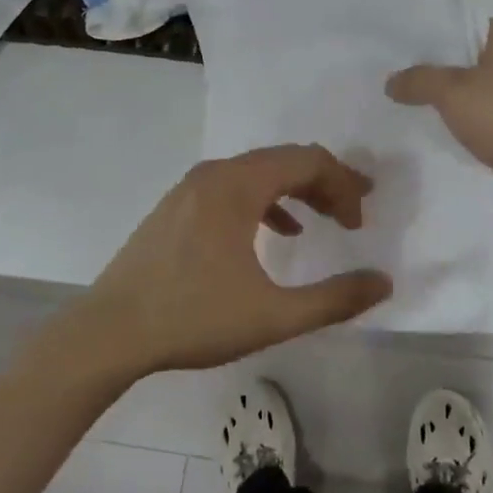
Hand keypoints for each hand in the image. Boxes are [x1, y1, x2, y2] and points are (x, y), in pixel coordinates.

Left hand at [85, 145, 392, 373]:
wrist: (109, 332)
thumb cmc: (193, 318)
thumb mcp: (272, 315)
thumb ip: (334, 299)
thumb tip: (383, 282)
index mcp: (238, 186)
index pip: (306, 161)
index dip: (343, 185)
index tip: (361, 221)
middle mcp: (215, 174)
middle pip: (283, 160)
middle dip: (324, 182)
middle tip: (354, 210)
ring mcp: (191, 187)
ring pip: (257, 172)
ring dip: (295, 189)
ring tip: (324, 218)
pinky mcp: (177, 206)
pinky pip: (233, 187)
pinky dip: (264, 201)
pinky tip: (278, 231)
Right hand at [386, 17, 492, 211]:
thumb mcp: (452, 95)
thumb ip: (418, 81)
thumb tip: (391, 81)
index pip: (461, 26)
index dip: (429, 44)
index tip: (402, 64)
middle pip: (472, 57)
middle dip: (443, 75)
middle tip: (407, 90)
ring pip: (487, 86)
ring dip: (462, 101)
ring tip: (428, 114)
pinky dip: (483, 120)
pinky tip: (463, 136)